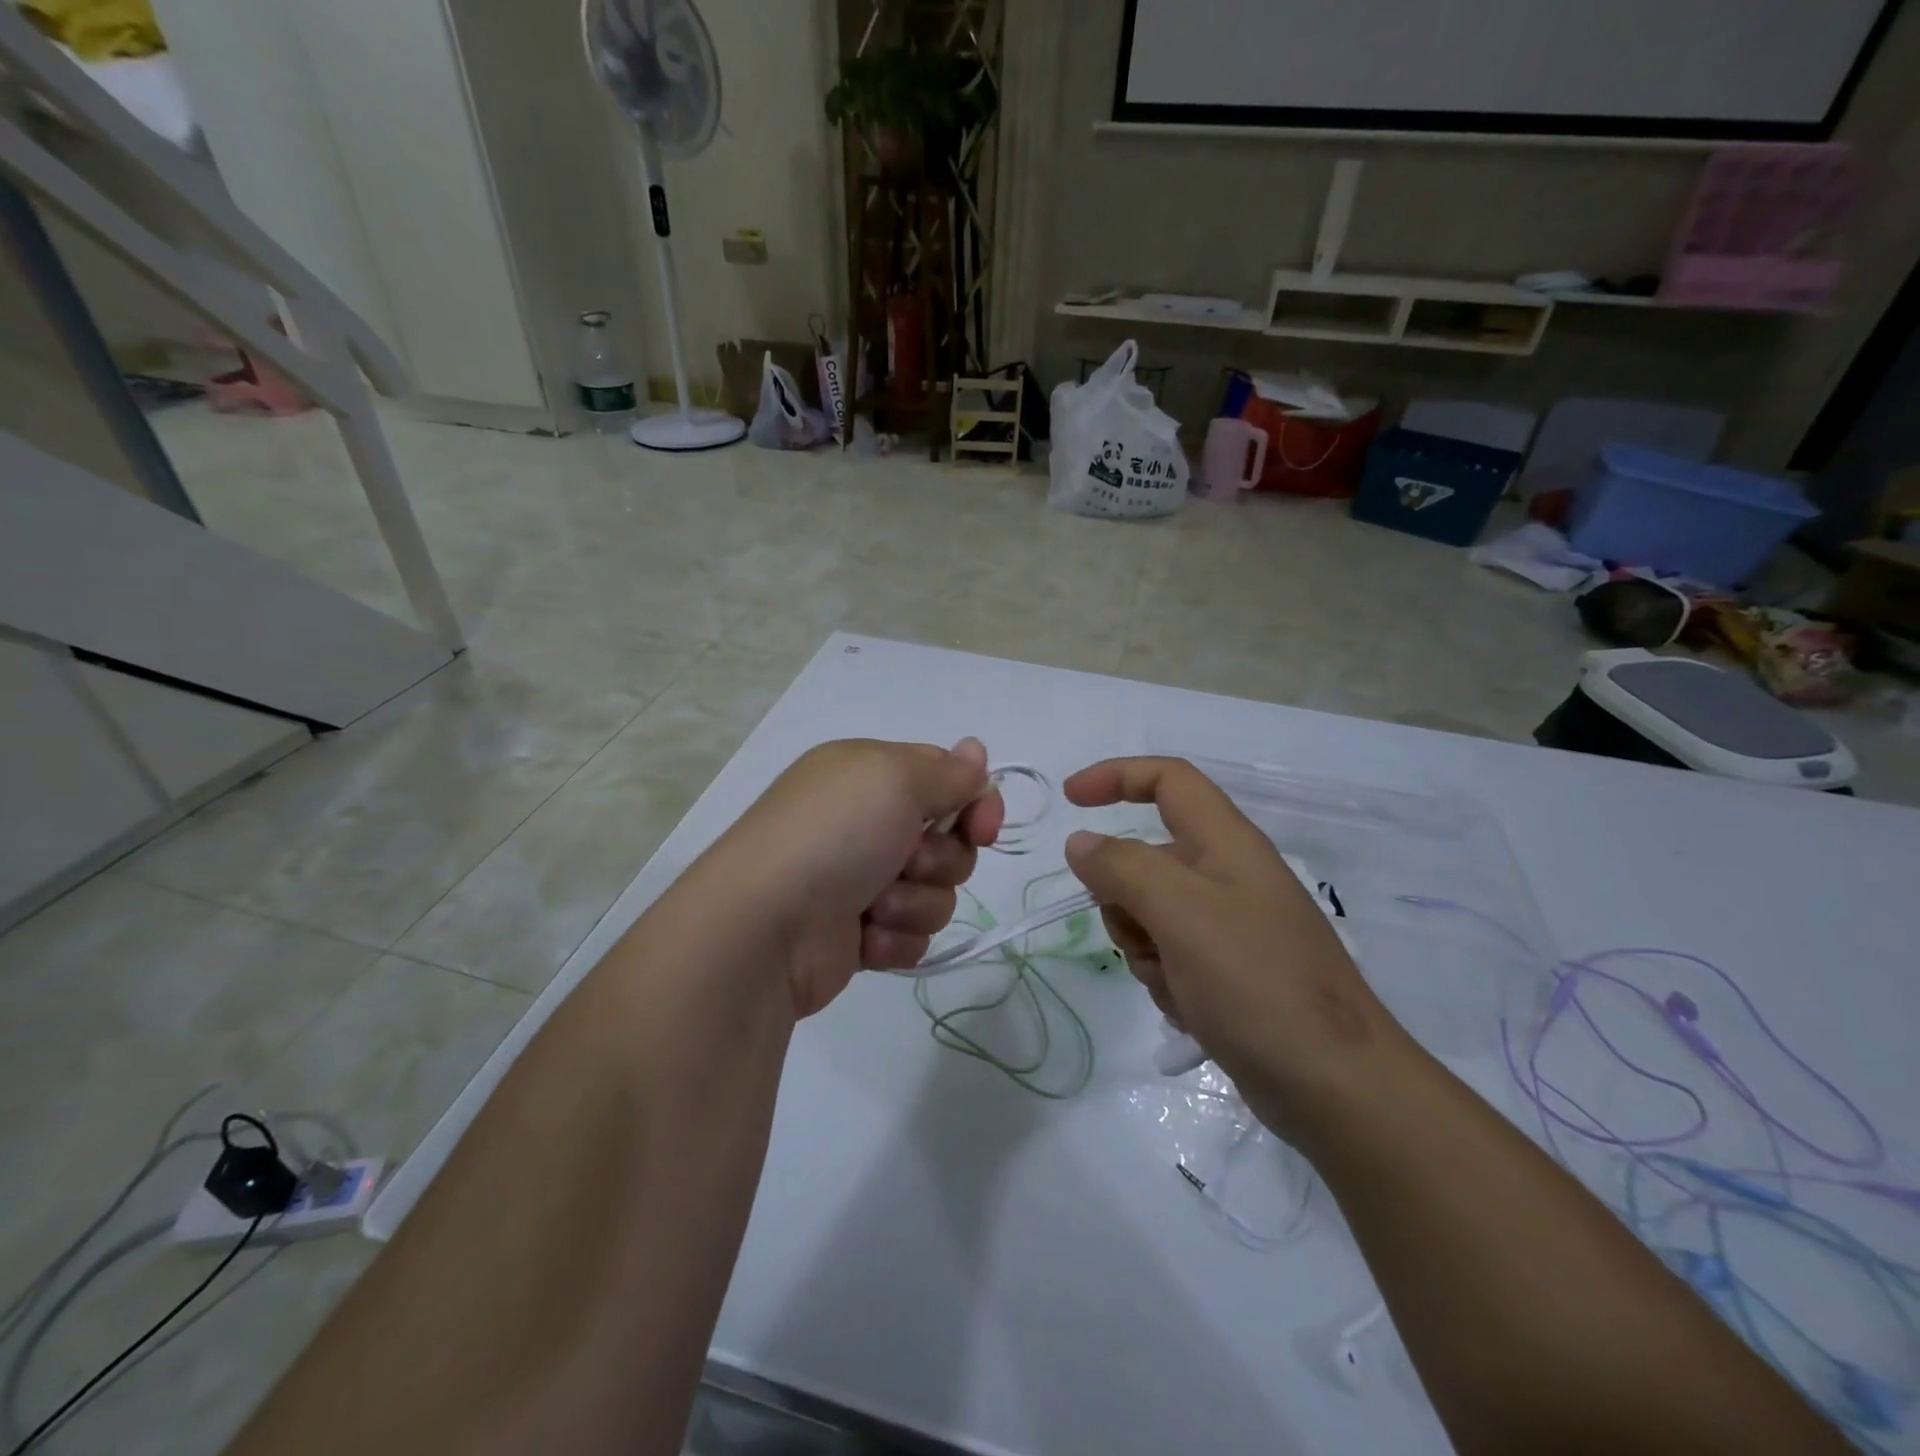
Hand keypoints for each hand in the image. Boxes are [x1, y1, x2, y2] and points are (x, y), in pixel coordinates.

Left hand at [708, 738, 1003, 1016]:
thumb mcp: (894, 779)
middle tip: (906, 862)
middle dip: (940, 859)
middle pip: (949, 842)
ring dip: (913, 902)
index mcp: (870, 775)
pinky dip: (893, 937)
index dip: (975, 803)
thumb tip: (975, 751)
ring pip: (936, 894)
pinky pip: (911, 935)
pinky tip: (862, 937)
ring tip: (872, 906)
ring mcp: (862, 880)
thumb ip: (947, 771)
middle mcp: (867, 823)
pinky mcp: (859, 933)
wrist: (766, 927)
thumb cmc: (833, 836)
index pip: (947, 779)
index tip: (983, 828)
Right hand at [1062, 757, 1409, 1142]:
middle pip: (1147, 857)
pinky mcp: (1228, 971)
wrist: (1335, 1086)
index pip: (1167, 780)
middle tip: (1142, 934)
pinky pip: (1168, 955)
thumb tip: (1081, 843)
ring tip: (1176, 982)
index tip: (1069, 800)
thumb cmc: (1258, 983)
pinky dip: (1165, 978)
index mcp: (1226, 843)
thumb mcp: (1181, 913)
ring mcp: (1228, 925)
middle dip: (1123, 896)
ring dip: (1143, 946)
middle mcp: (1227, 875)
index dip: (1116, 775)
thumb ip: (1123, 868)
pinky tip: (1192, 1010)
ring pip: (1149, 912)